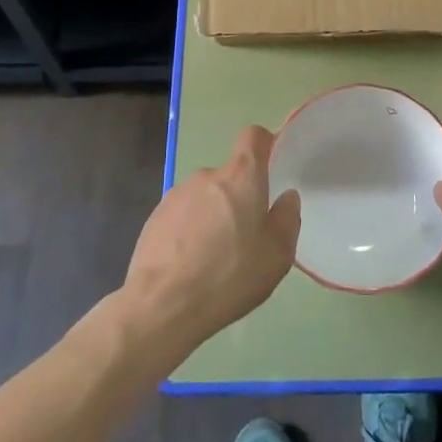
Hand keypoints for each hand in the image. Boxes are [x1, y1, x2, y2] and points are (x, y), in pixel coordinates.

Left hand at [121, 126, 300, 352]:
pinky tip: (190, 265)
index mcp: (240, 177)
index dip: (264, 145)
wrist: (163, 305)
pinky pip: (182, 215)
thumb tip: (286, 197)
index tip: (270, 167)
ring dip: (213, 216)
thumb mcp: (277, 255)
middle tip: (245, 237)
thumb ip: (287, 219)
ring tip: (215, 258)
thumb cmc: (230, 276)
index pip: (253, 137)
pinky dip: (190, 231)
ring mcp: (176, 195)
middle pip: (229, 176)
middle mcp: (207, 176)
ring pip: (205, 197)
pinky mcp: (154, 217)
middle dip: (239, 198)